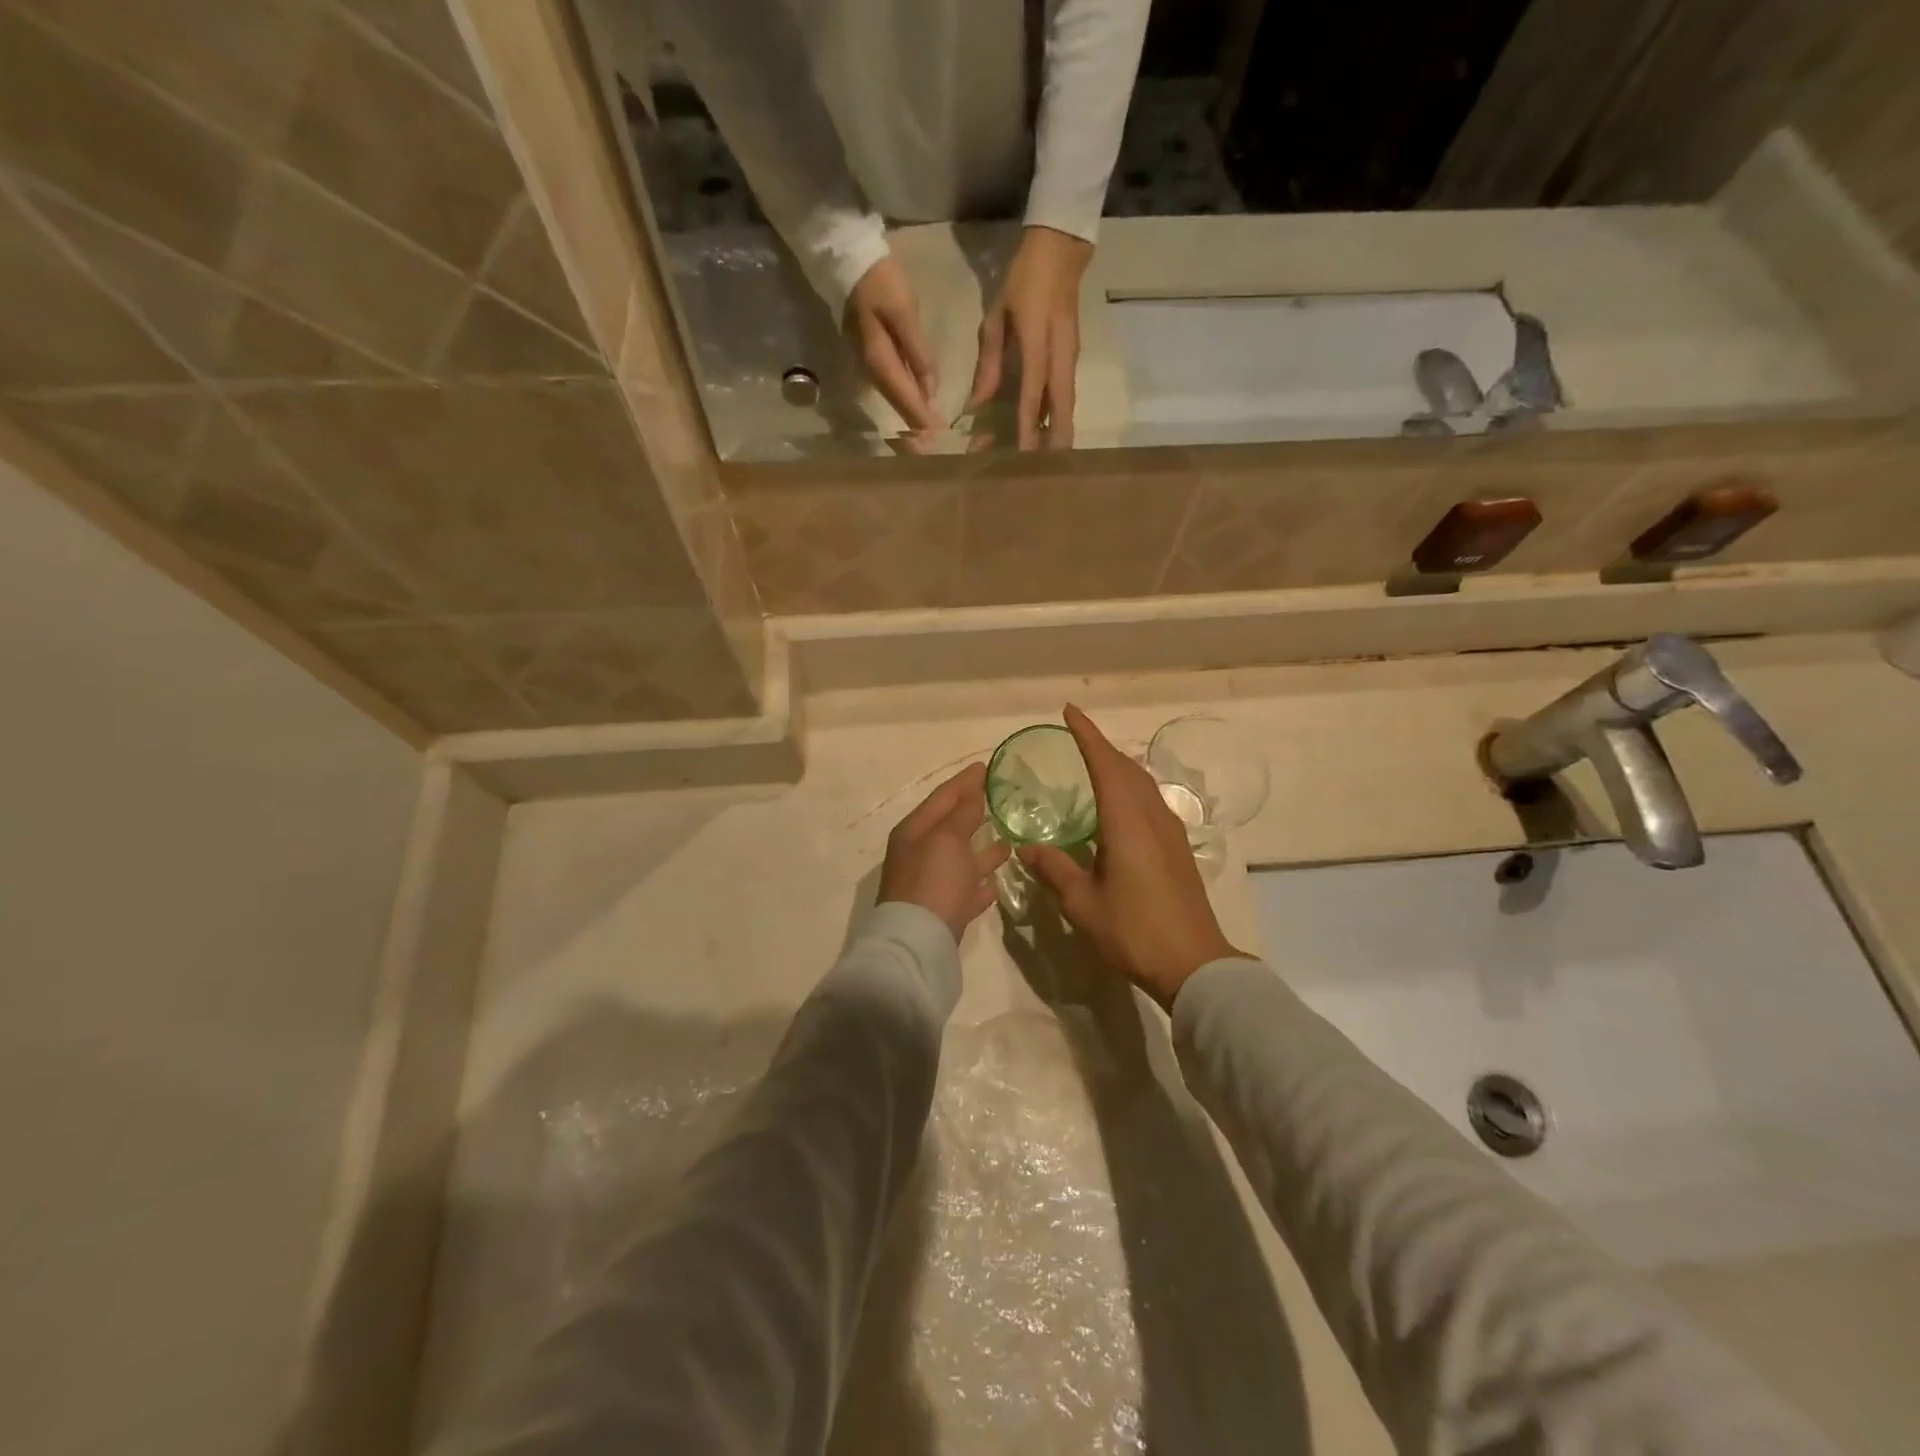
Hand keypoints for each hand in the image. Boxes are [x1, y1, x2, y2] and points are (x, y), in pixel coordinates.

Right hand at [845, 254, 942, 436]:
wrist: (849, 261)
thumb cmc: (880, 282)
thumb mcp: (904, 313)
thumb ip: (918, 352)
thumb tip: (930, 388)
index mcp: (880, 360)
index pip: (905, 396)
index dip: (921, 417)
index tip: (936, 436)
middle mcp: (871, 369)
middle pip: (896, 404)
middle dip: (914, 425)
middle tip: (931, 446)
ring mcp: (869, 364)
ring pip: (893, 398)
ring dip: (909, 416)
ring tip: (925, 434)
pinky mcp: (872, 357)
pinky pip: (891, 386)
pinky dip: (904, 400)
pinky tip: (916, 405)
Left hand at [878, 763, 1011, 942]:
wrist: (919, 944)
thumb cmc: (933, 880)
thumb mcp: (948, 838)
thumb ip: (962, 813)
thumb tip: (972, 791)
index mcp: (914, 832)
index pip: (942, 797)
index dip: (964, 781)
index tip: (986, 766)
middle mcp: (919, 855)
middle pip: (950, 827)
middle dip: (973, 811)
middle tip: (999, 797)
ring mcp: (932, 885)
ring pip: (961, 860)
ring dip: (982, 848)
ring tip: (1009, 837)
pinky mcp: (945, 912)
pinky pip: (966, 890)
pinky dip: (981, 883)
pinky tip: (998, 880)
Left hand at [967, 226, 1092, 448]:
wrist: (1061, 252)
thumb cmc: (1022, 282)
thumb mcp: (996, 319)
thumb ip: (988, 366)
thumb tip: (975, 408)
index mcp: (1037, 344)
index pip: (1033, 394)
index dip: (1028, 427)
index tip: (1023, 456)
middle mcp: (1060, 358)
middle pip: (1062, 410)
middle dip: (1054, 443)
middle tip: (1043, 474)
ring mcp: (1070, 360)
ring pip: (1066, 407)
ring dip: (1054, 434)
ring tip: (1040, 462)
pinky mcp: (1071, 361)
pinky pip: (1064, 397)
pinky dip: (1055, 419)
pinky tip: (1041, 434)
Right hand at [1020, 706, 1251, 1009]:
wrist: (1194, 963)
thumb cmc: (1134, 931)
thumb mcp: (1083, 904)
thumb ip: (1055, 870)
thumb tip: (1027, 848)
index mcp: (1127, 822)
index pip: (1105, 764)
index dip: (1087, 735)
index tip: (1070, 711)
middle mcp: (1152, 816)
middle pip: (1127, 768)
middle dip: (1101, 747)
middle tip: (1076, 737)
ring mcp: (1170, 831)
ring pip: (1143, 783)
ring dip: (1118, 766)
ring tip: (1094, 764)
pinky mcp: (1178, 848)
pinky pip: (1151, 801)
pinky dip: (1130, 788)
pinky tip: (1119, 806)